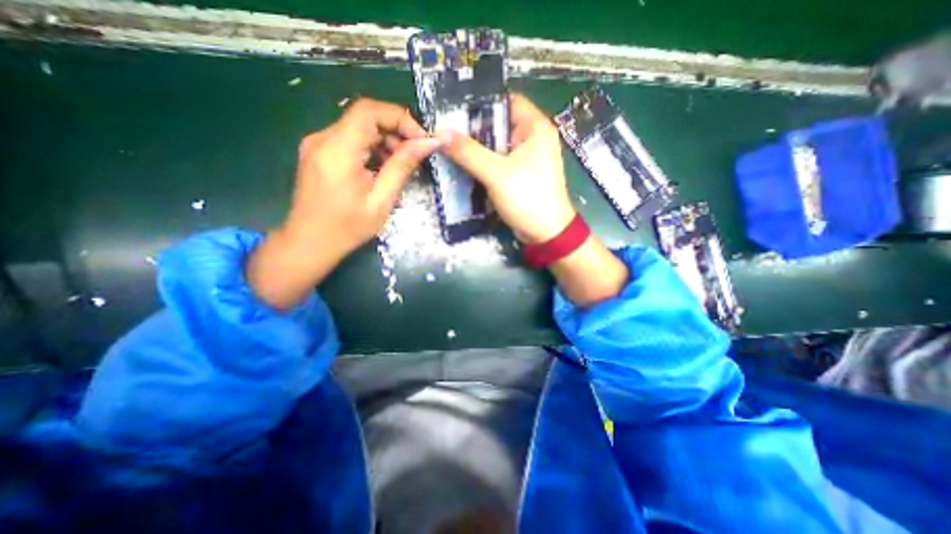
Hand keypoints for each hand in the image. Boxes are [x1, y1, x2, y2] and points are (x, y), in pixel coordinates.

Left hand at [286, 97, 441, 255]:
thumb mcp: (382, 200)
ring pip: (358, 128)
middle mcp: (322, 139)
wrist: (310, 243)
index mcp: (337, 151)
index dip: (400, 118)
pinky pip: (350, 139)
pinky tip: (382, 168)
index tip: (421, 139)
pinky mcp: (318, 152)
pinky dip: (371, 148)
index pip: (369, 111)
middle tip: (415, 155)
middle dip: (395, 131)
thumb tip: (428, 143)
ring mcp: (317, 144)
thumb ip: (403, 167)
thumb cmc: (348, 228)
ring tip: (400, 166)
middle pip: (365, 117)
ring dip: (385, 140)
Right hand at [442, 91, 630, 305]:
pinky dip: (482, 162)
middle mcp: (531, 138)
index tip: (453, 107)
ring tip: (447, 144)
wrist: (545, 233)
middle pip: (498, 123)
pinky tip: (462, 163)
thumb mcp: (497, 173)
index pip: (506, 100)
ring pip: (495, 144)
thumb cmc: (528, 198)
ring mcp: (525, 157)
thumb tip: (440, 133)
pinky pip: (497, 161)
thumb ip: (469, 152)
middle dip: (472, 127)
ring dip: (475, 147)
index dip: (481, 101)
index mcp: (535, 127)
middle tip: (444, 129)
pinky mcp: (518, 174)